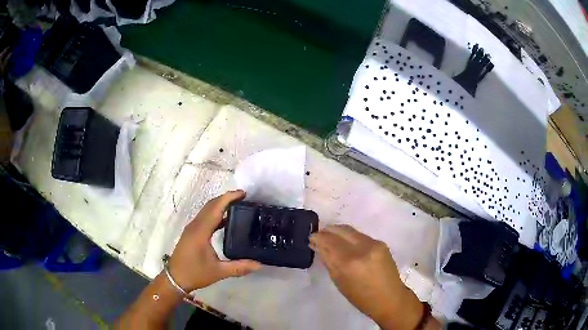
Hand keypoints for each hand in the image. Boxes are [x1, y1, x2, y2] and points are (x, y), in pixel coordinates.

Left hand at [169, 190, 261, 291]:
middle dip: (226, 198)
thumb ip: (239, 267)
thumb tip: (259, 265)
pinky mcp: (191, 232)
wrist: (175, 278)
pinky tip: (226, 220)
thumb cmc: (195, 273)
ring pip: (207, 210)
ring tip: (237, 206)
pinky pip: (205, 217)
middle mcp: (195, 225)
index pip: (215, 208)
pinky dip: (215, 213)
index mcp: (201, 231)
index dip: (228, 198)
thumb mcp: (219, 272)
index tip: (243, 193)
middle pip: (211, 205)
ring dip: (220, 204)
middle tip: (244, 198)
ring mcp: (192, 228)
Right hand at [309, 225, 423, 329]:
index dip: (318, 237)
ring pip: (351, 231)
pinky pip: (360, 236)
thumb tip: (318, 246)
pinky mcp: (381, 243)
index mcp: (350, 262)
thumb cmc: (361, 297)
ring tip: (330, 237)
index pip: (329, 242)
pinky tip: (346, 243)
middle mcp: (363, 248)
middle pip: (341, 230)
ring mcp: (374, 243)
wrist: (390, 298)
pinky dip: (350, 237)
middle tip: (319, 235)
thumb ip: (329, 261)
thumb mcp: (339, 282)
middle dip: (328, 230)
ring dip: (338, 232)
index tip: (311, 238)